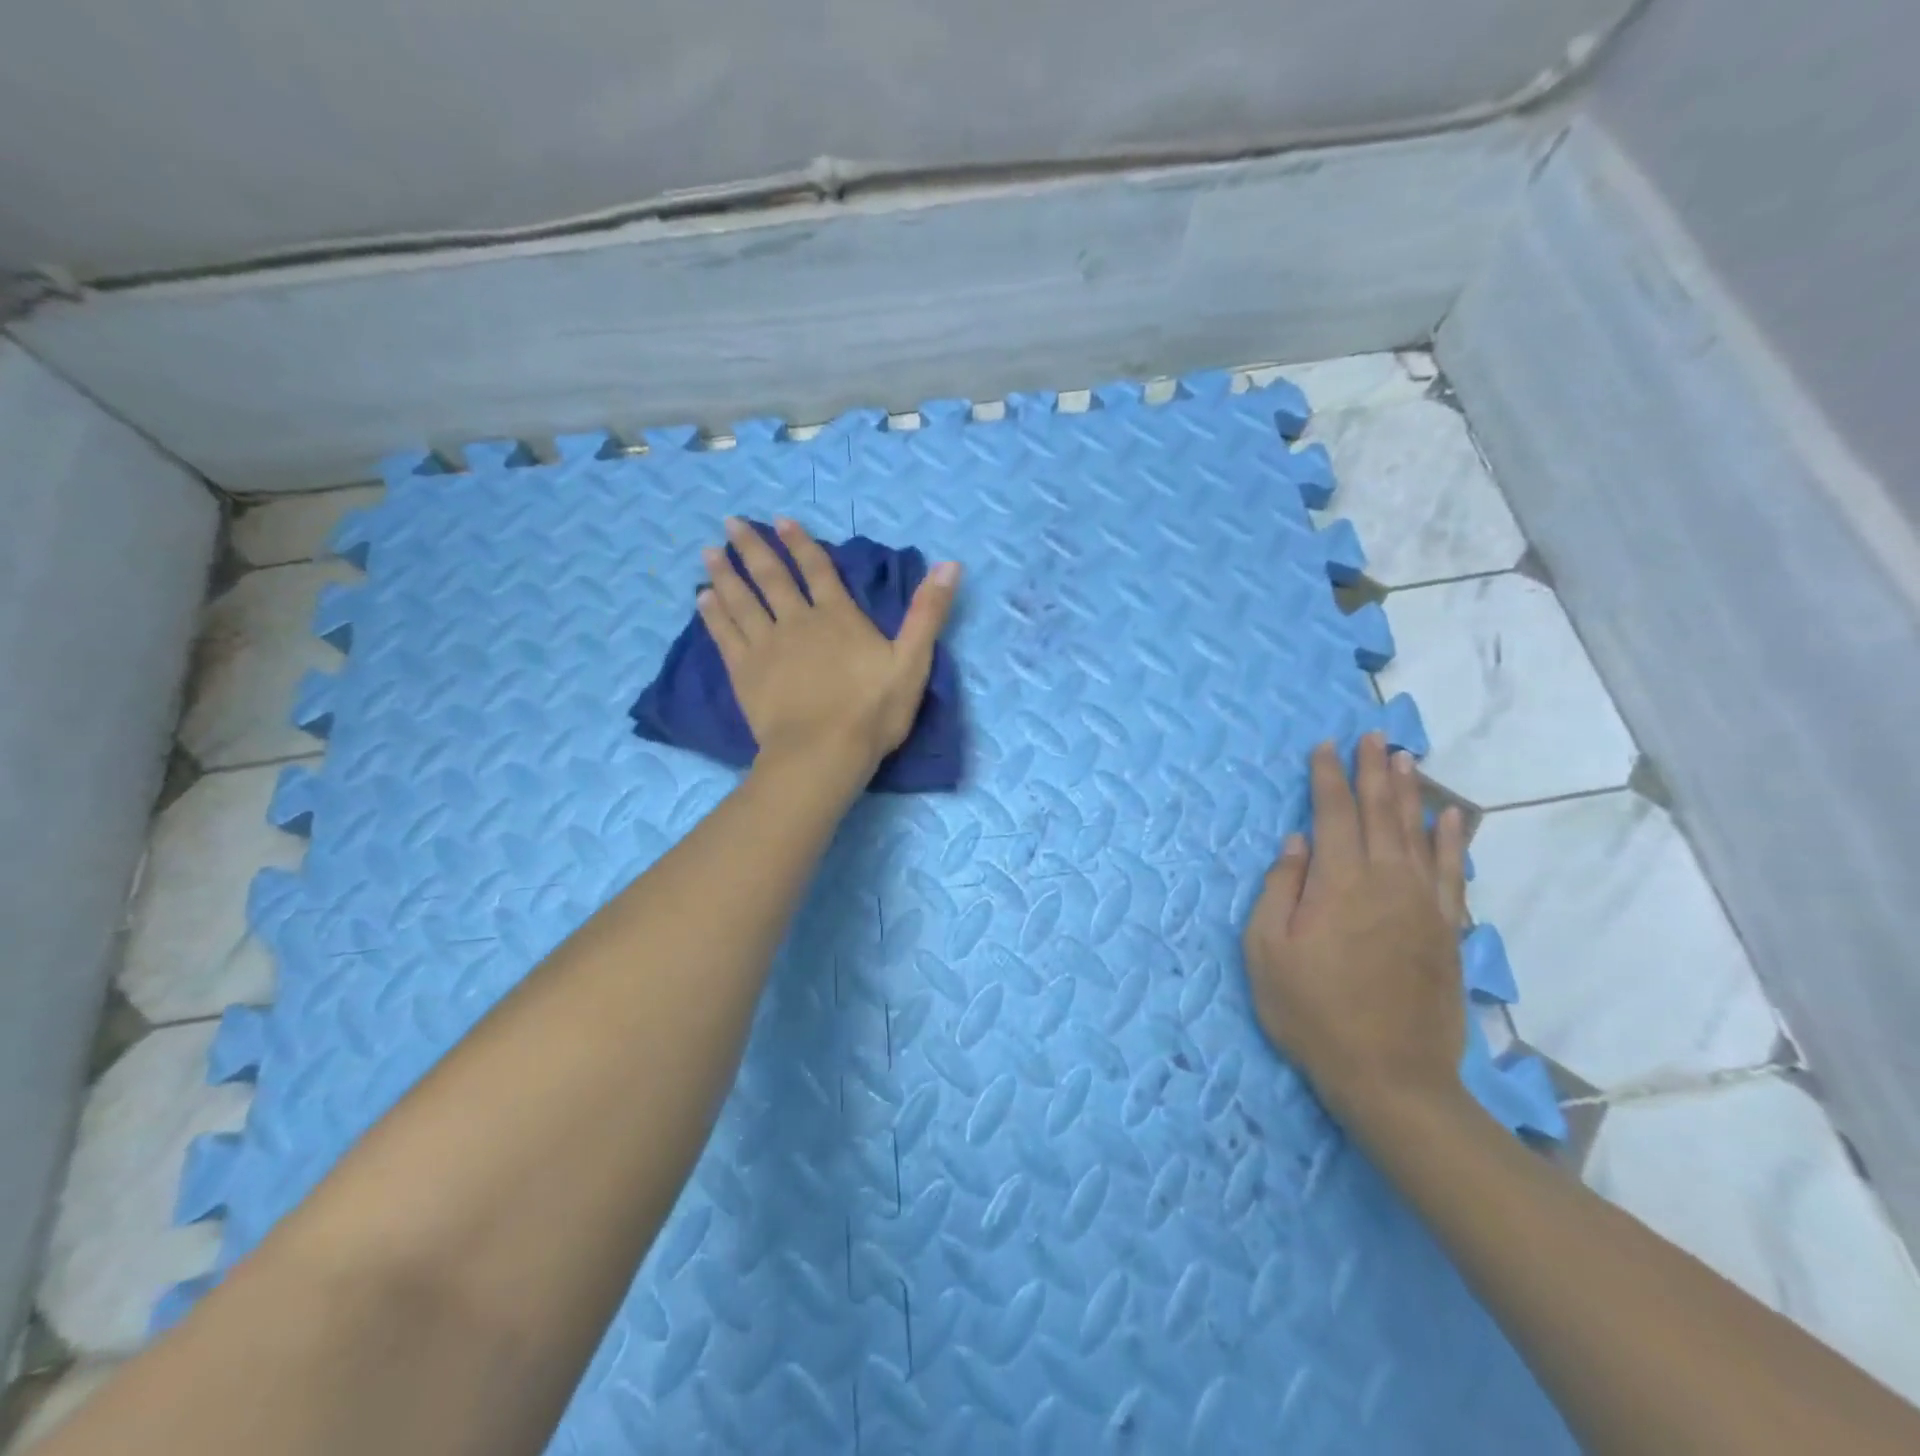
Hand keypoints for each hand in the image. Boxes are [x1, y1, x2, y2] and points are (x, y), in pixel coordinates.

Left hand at [699, 517, 959, 784]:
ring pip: (741, 601)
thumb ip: (928, 613)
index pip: (818, 570)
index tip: (781, 521)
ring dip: (725, 574)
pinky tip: (703, 599)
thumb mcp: (913, 662)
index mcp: (838, 617)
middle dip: (752, 548)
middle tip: (730, 522)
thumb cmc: (872, 711)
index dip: (801, 544)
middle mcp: (797, 622)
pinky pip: (725, 635)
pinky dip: (714, 614)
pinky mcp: (744, 673)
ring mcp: (766, 646)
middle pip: (771, 578)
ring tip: (708, 552)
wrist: (822, 754)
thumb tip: (950, 564)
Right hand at [1243, 732, 1470, 1134]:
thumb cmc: (1312, 1012)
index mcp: (1338, 882)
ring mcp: (1423, 905)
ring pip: (1418, 833)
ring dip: (1411, 792)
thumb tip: (1296, 843)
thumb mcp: (1267, 951)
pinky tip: (1452, 817)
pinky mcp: (1446, 930)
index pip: (1334, 813)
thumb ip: (1280, 889)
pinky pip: (1453, 872)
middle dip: (1373, 770)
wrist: (1390, 1076)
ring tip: (1407, 758)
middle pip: (1381, 812)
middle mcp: (1386, 881)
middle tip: (1373, 736)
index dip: (1328, 777)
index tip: (1324, 747)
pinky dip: (1452, 840)